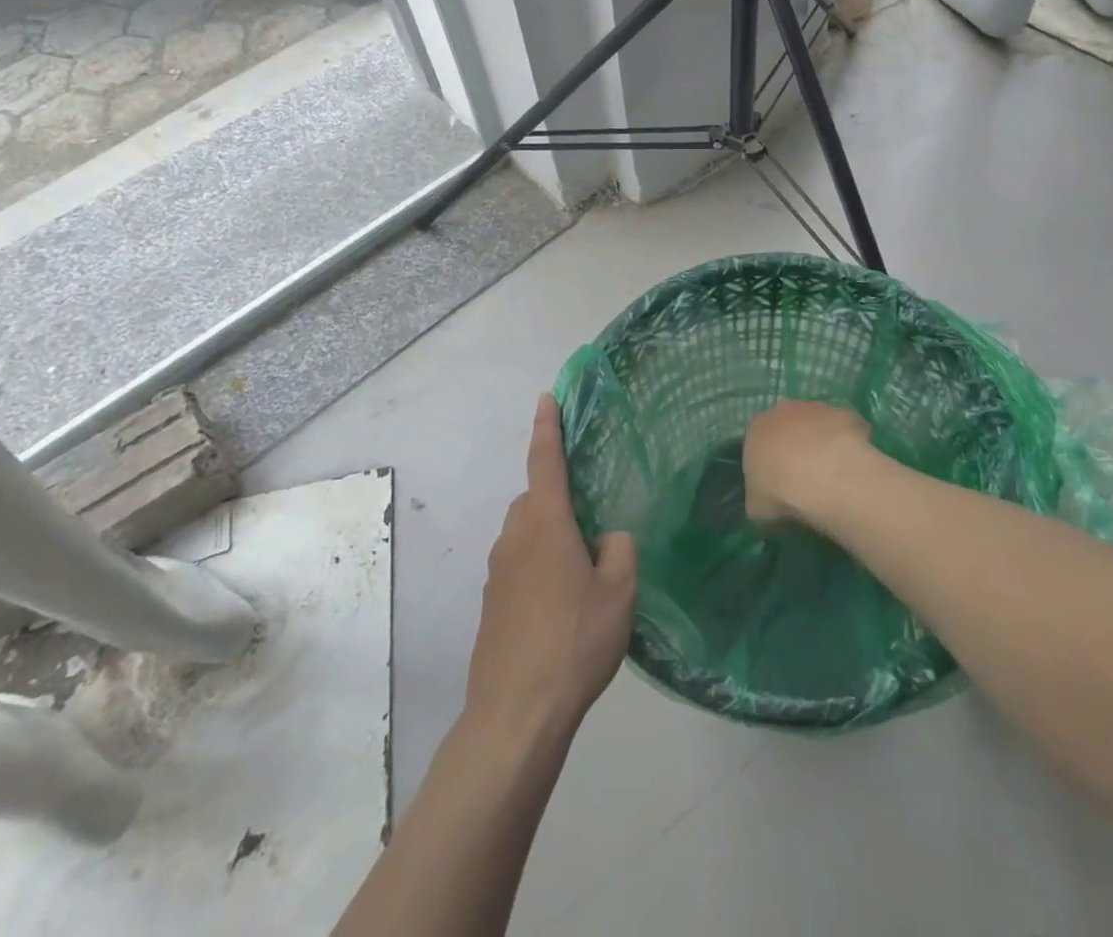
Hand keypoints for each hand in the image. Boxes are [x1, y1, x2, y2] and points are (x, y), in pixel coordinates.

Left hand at [465, 395, 637, 741]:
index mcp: (544, 523)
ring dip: (551, 538)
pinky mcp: (492, 604)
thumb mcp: (619, 591)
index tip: (546, 398)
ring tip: (584, 574)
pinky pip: (520, 566)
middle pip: (536, 500)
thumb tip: (607, 540)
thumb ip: (620, 549)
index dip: (548, 426)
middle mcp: (514, 538)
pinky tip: (563, 607)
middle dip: (559, 499)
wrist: (515, 714)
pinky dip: (540, 568)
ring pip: (528, 535)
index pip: (546, 460)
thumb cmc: (574, 640)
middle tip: (594, 524)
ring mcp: (497, 573)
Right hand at [743, 400, 877, 528]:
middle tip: (806, 477)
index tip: (779, 483)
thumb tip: (767, 501)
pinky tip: (852, 467)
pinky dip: (849, 444)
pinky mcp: (846, 414)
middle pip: (789, 427)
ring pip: (818, 424)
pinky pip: (847, 430)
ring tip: (832, 474)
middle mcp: (784, 411)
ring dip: (822, 442)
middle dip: (796, 447)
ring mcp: (818, 409)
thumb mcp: (756, 507)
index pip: (759, 442)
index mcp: (757, 429)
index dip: (770, 463)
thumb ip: (759, 497)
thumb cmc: (780, 492)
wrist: (823, 477)